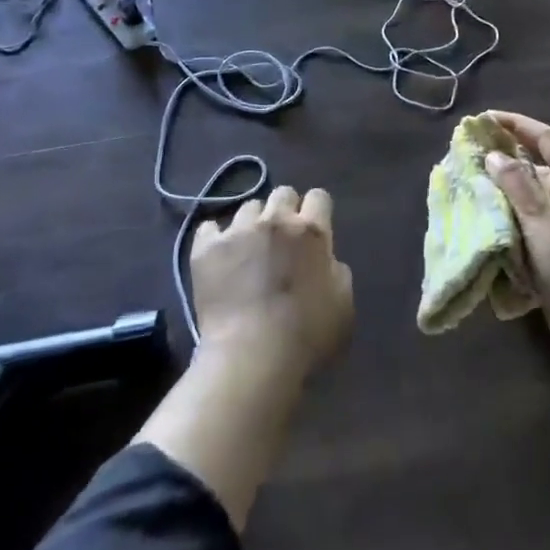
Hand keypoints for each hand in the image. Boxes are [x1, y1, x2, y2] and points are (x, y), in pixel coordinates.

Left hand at [191, 185, 354, 384]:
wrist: (252, 356)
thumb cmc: (306, 336)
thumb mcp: (343, 304)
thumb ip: (336, 270)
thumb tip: (323, 259)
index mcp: (312, 231)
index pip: (318, 196)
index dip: (317, 211)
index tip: (314, 230)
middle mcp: (275, 220)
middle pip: (282, 193)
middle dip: (285, 210)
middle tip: (282, 239)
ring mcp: (237, 231)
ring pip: (248, 207)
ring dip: (253, 224)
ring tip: (248, 250)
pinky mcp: (206, 248)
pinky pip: (209, 227)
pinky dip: (216, 238)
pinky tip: (219, 256)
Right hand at [484, 112, 549, 379]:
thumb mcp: (544, 224)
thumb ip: (518, 186)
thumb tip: (494, 155)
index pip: (548, 140)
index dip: (517, 125)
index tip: (485, 118)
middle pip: (540, 168)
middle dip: (508, 160)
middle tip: (472, 155)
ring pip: (535, 197)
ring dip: (508, 192)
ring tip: (472, 185)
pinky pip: (534, 223)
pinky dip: (513, 218)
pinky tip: (489, 219)